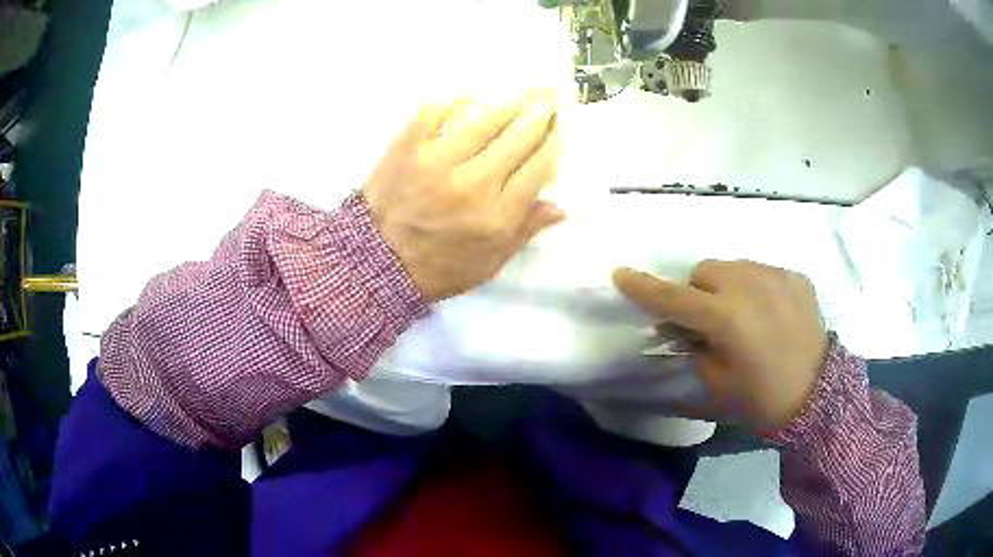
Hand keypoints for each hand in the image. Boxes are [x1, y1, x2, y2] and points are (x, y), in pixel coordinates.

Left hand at [363, 91, 564, 302]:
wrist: (377, 262)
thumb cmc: (438, 267)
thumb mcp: (489, 263)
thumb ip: (524, 232)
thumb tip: (560, 207)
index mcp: (496, 215)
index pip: (537, 168)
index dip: (553, 143)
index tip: (560, 128)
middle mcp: (473, 183)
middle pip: (518, 139)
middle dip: (539, 115)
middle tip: (548, 99)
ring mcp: (438, 161)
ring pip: (484, 121)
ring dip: (507, 105)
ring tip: (520, 94)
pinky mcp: (408, 147)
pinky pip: (435, 112)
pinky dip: (454, 101)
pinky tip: (468, 97)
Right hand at [613, 260, 828, 432]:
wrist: (818, 396)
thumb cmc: (762, 399)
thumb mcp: (717, 386)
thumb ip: (693, 352)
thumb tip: (683, 332)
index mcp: (725, 318)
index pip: (674, 297)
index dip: (644, 287)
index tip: (620, 273)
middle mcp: (749, 286)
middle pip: (705, 270)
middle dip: (698, 291)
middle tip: (709, 320)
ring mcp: (776, 276)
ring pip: (735, 267)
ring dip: (728, 286)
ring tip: (744, 315)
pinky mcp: (795, 277)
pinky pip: (764, 272)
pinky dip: (757, 288)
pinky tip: (771, 314)